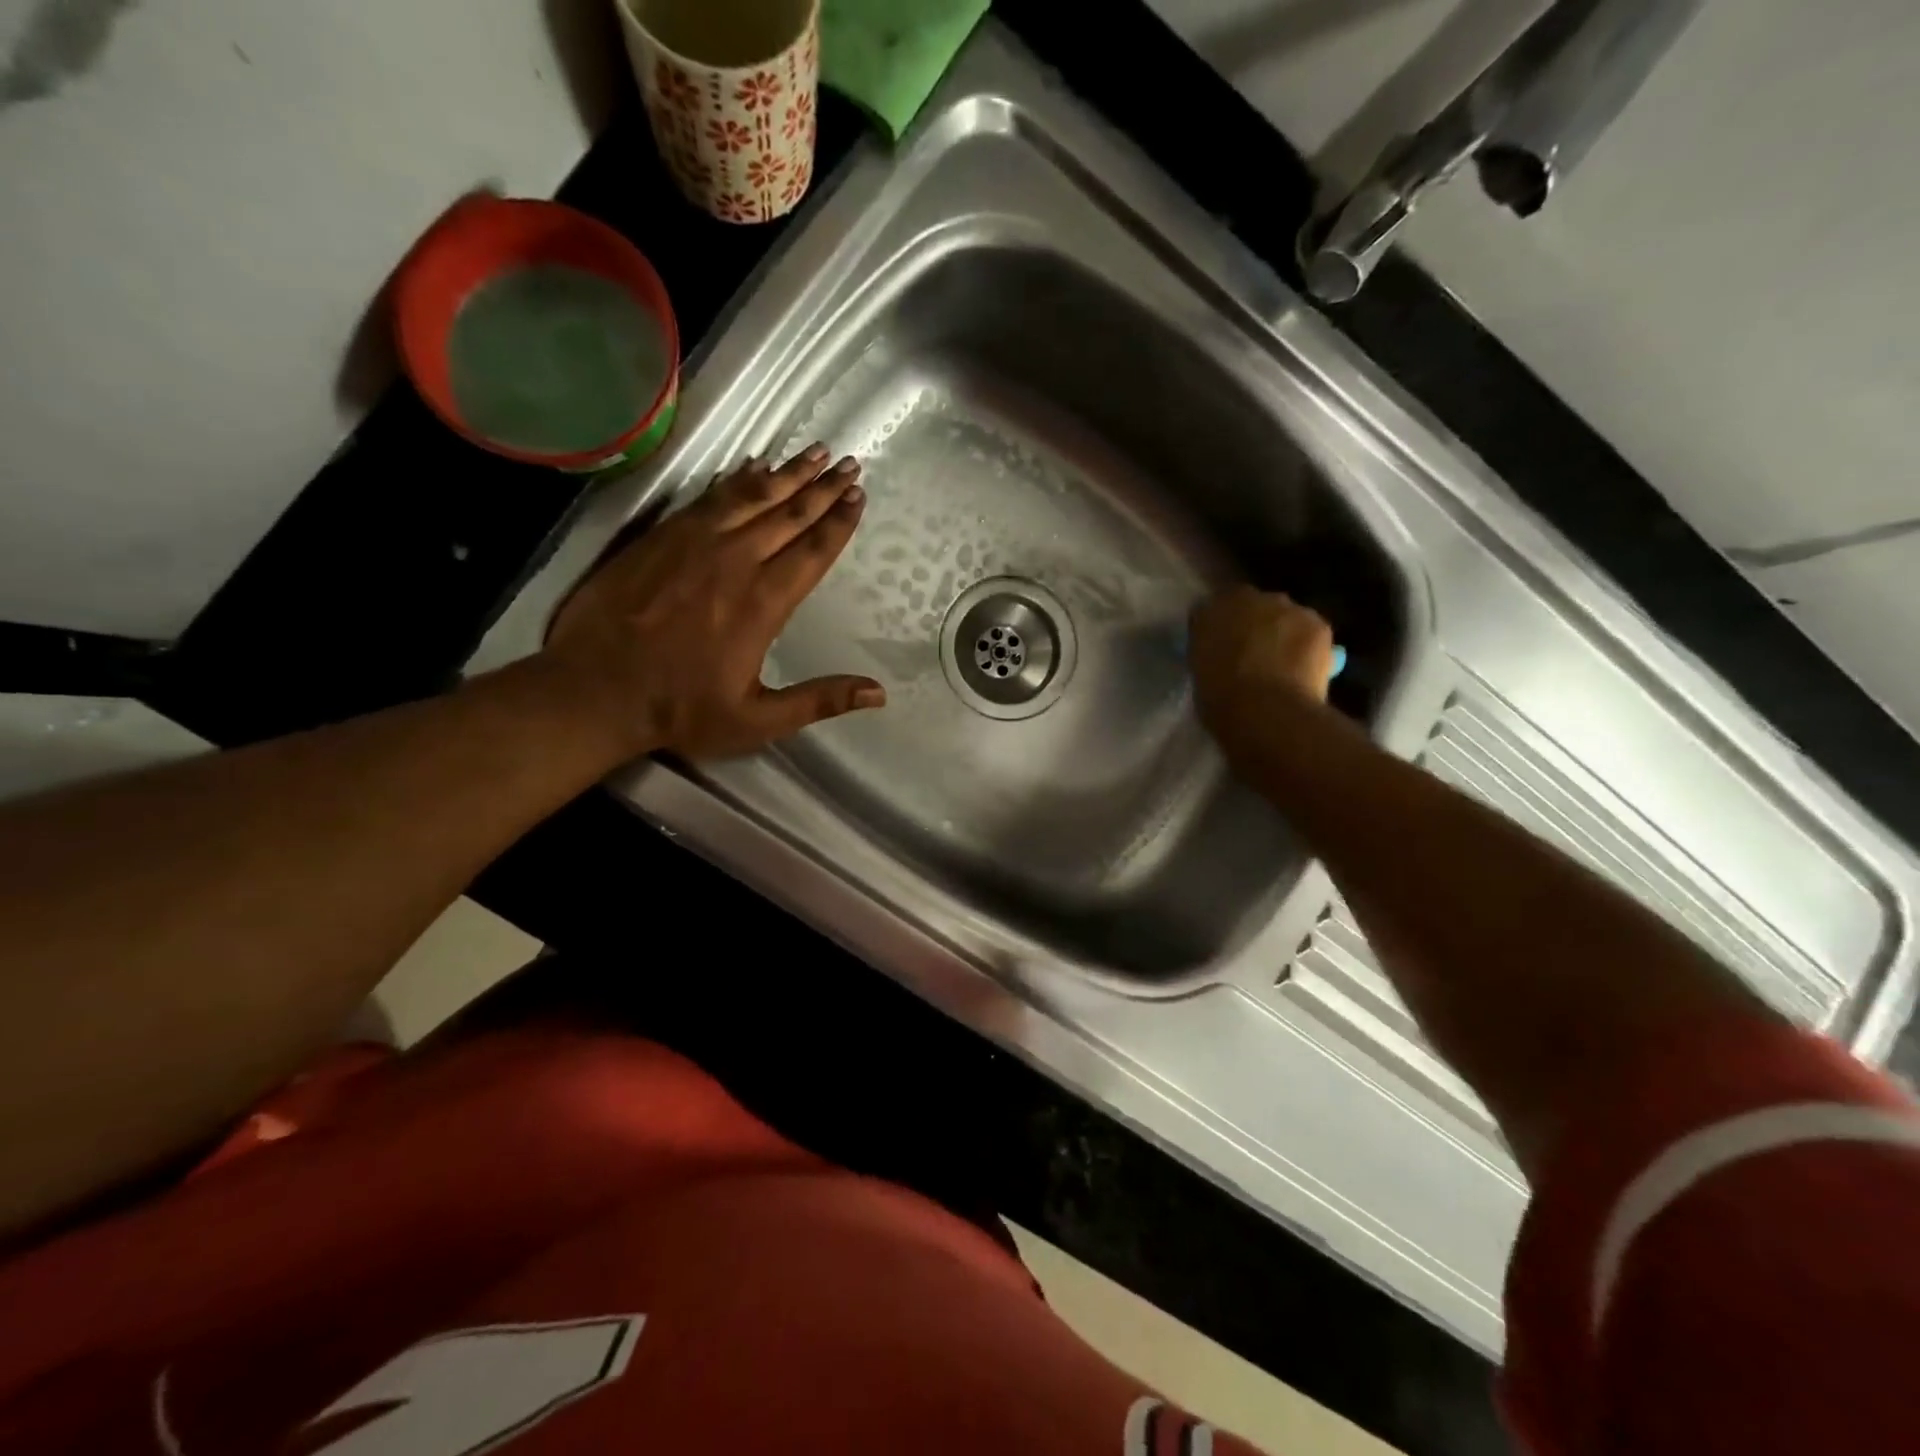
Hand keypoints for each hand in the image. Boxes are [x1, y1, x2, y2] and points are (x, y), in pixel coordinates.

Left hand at [542, 443, 884, 760]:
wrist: (595, 690)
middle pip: (789, 514)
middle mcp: (735, 561)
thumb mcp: (758, 719)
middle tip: (850, 463)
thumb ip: (819, 700)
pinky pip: (710, 496)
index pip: (812, 551)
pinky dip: (736, 479)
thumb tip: (879, 694)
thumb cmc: (682, 709)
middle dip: (823, 487)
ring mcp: (695, 543)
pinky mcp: (662, 536)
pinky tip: (752, 465)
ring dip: (787, 473)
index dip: (839, 522)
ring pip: (751, 496)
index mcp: (764, 603)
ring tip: (814, 452)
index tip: (859, 495)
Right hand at [1188, 587, 1335, 743]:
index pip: (1212, 609)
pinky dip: (1308, 646)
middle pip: (1251, 606)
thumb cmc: (1222, 701)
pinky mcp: (1317, 623)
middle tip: (1252, 654)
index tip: (1220, 646)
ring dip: (1282, 632)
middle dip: (1252, 625)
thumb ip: (1209, 653)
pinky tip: (1304, 670)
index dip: (1218, 627)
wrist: (1267, 712)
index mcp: (1210, 612)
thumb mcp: (1199, 674)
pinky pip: (1311, 631)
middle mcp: (1247, 599)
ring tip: (1282, 664)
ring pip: (1284, 616)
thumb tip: (1220, 654)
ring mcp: (1286, 608)